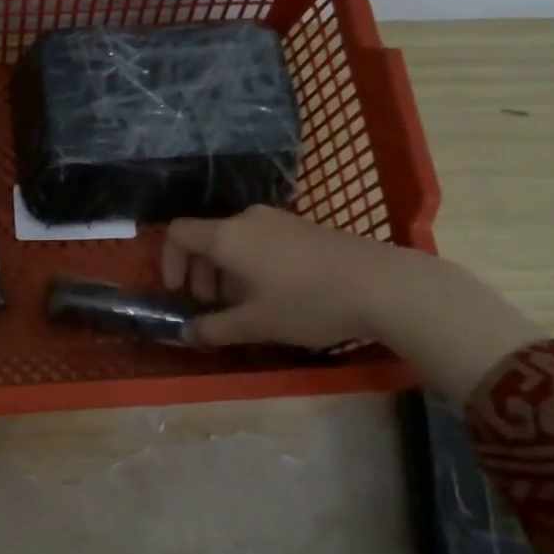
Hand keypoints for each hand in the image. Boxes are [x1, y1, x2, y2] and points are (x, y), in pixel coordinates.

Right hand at [162, 204, 541, 398]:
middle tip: (212, 307)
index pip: (177, 233)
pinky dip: (251, 264)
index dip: (168, 262)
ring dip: (225, 272)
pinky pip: (259, 240)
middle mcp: (247, 220)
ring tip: (244, 305)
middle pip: (205, 238)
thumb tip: (186, 333)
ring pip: (233, 241)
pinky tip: (275, 294)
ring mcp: (278, 220)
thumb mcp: (256, 324)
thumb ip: (214, 329)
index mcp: (227, 237)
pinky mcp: (302, 227)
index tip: (179, 293)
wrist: (385, 285)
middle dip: (199, 273)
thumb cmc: (309, 303)